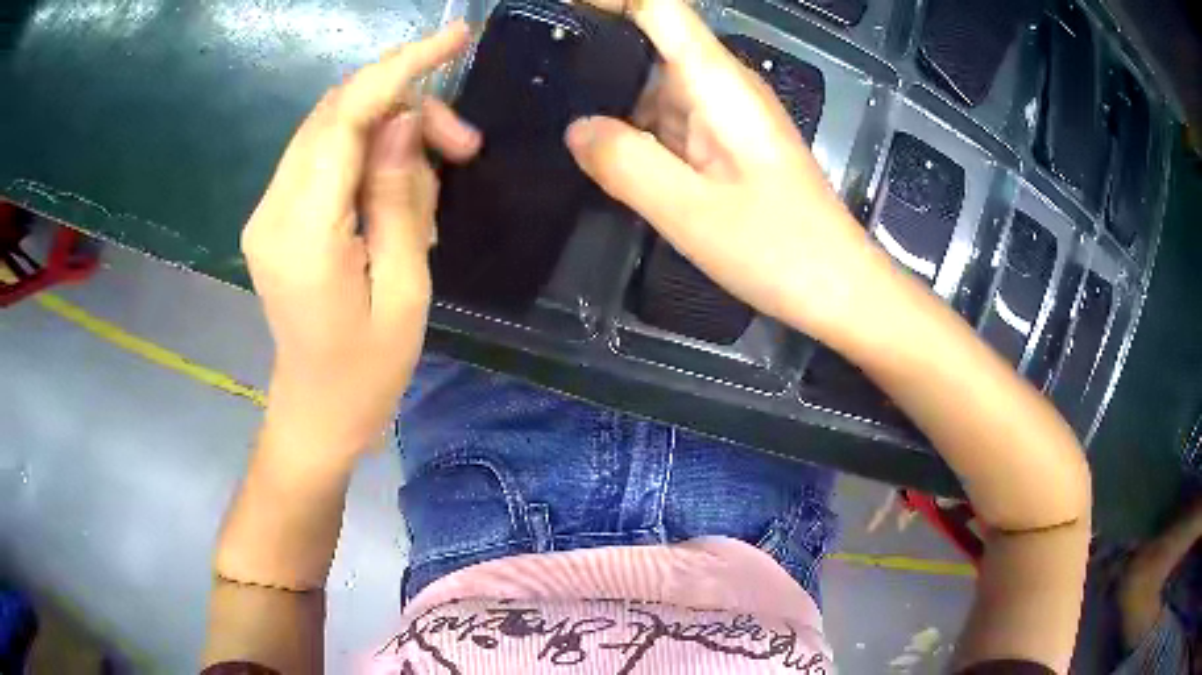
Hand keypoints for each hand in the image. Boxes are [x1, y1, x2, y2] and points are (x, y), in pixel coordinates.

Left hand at [242, 22, 480, 460]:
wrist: (317, 411)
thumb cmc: (368, 371)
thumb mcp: (406, 290)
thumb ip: (398, 197)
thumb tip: (401, 122)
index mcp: (303, 233)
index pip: (346, 117)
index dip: (400, 67)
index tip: (453, 36)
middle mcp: (272, 208)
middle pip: (338, 112)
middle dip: (406, 106)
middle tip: (461, 146)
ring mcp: (268, 210)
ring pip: (332, 128)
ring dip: (389, 131)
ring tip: (435, 175)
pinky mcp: (275, 215)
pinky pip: (325, 156)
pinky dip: (368, 152)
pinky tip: (397, 189)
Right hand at [566, 0, 885, 343]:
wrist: (838, 288)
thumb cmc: (779, 249)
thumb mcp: (691, 211)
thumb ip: (626, 163)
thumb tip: (576, 129)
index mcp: (717, 81)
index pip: (658, 7)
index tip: (555, 9)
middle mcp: (721, 87)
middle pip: (650, 42)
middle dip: (593, 52)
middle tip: (535, 79)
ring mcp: (725, 118)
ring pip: (654, 87)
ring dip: (608, 96)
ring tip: (550, 115)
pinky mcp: (726, 147)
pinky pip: (668, 123)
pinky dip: (633, 131)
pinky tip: (599, 153)